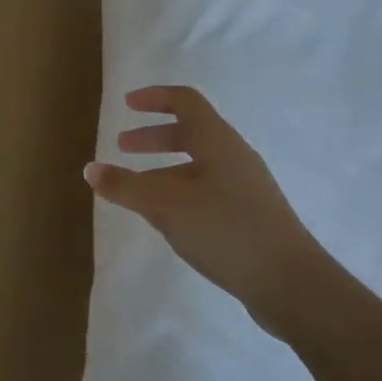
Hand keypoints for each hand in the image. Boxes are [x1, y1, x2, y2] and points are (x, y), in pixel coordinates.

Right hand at [85, 86, 324, 337]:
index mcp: (217, 140)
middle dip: (154, 136)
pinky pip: (208, 189)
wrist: (291, 283)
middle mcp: (233, 155)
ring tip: (137, 189)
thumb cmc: (225, 229)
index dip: (155, 97)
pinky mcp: (250, 215)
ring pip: (198, 164)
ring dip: (165, 167)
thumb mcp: (166, 205)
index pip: (185, 101)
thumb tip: (90, 169)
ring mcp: (246, 186)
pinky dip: (180, 190)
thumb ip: (125, 187)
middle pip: (190, 132)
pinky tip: (168, 219)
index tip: (127, 105)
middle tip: (123, 147)